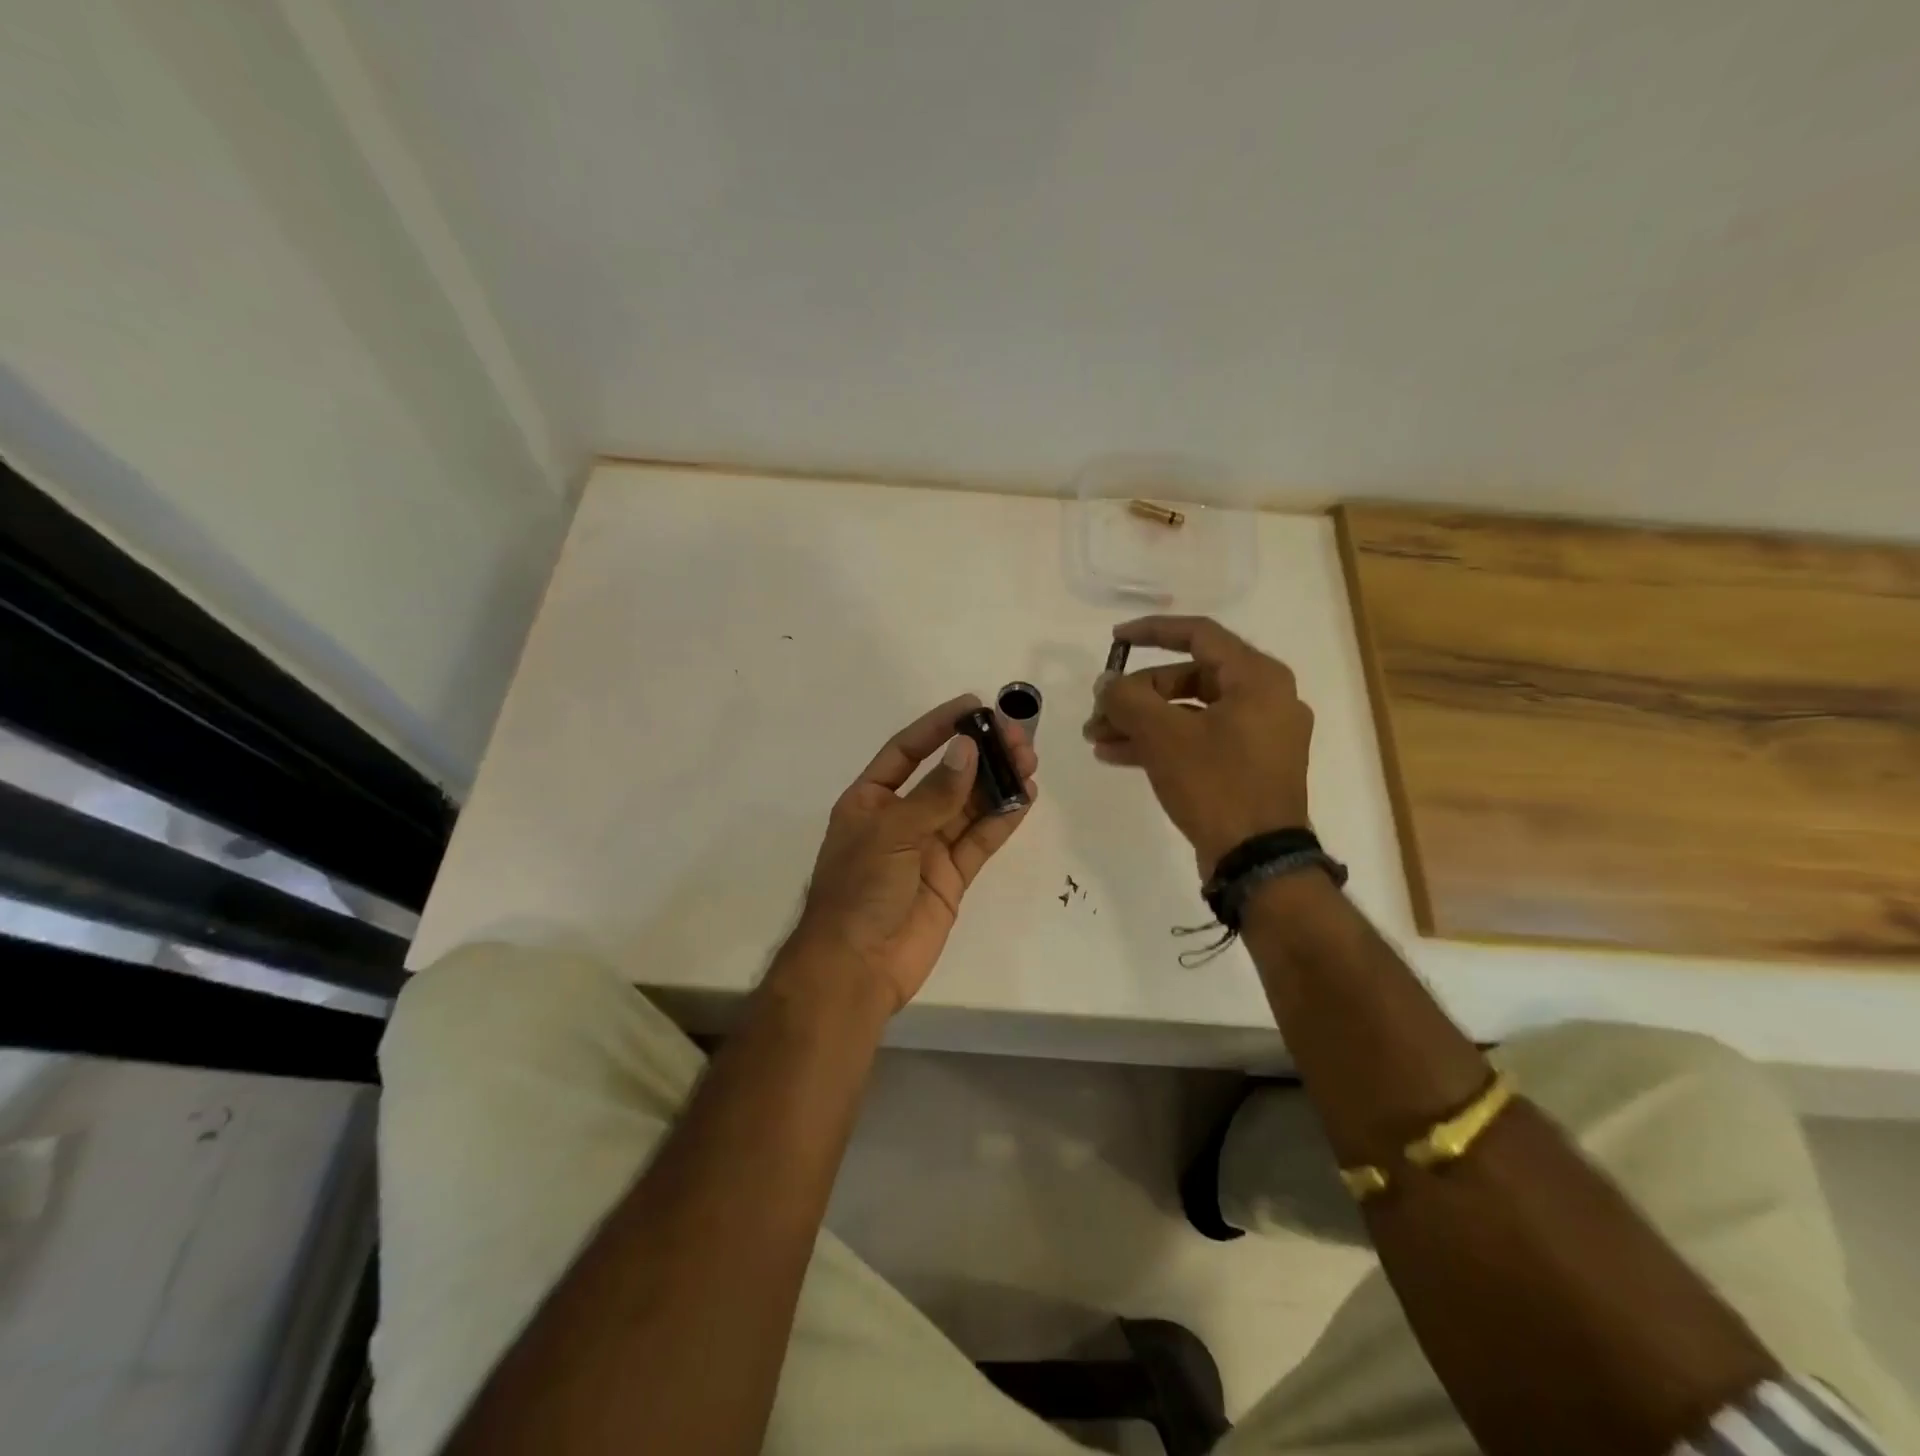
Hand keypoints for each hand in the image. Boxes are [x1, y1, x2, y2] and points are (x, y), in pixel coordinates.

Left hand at [787, 695, 1037, 1013]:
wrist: (857, 967)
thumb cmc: (859, 890)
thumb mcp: (891, 833)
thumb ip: (935, 794)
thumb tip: (967, 748)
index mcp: (871, 800)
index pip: (907, 750)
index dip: (938, 726)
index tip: (974, 706)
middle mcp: (901, 818)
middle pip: (947, 775)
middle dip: (980, 754)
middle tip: (1016, 737)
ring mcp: (928, 848)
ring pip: (969, 805)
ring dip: (998, 782)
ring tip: (1029, 760)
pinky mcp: (952, 876)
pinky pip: (980, 840)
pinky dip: (1002, 818)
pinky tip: (1025, 796)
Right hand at [1083, 615, 1311, 876]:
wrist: (1258, 861)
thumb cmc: (1216, 785)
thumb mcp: (1163, 736)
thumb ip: (1128, 699)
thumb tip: (1106, 683)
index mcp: (1257, 678)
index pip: (1198, 635)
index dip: (1151, 632)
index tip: (1115, 640)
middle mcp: (1265, 698)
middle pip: (1188, 678)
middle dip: (1136, 695)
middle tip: (1098, 712)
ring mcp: (1259, 735)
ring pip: (1189, 713)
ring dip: (1141, 722)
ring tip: (1096, 738)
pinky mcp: (1249, 766)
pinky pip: (1199, 740)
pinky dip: (1162, 743)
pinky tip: (1117, 755)